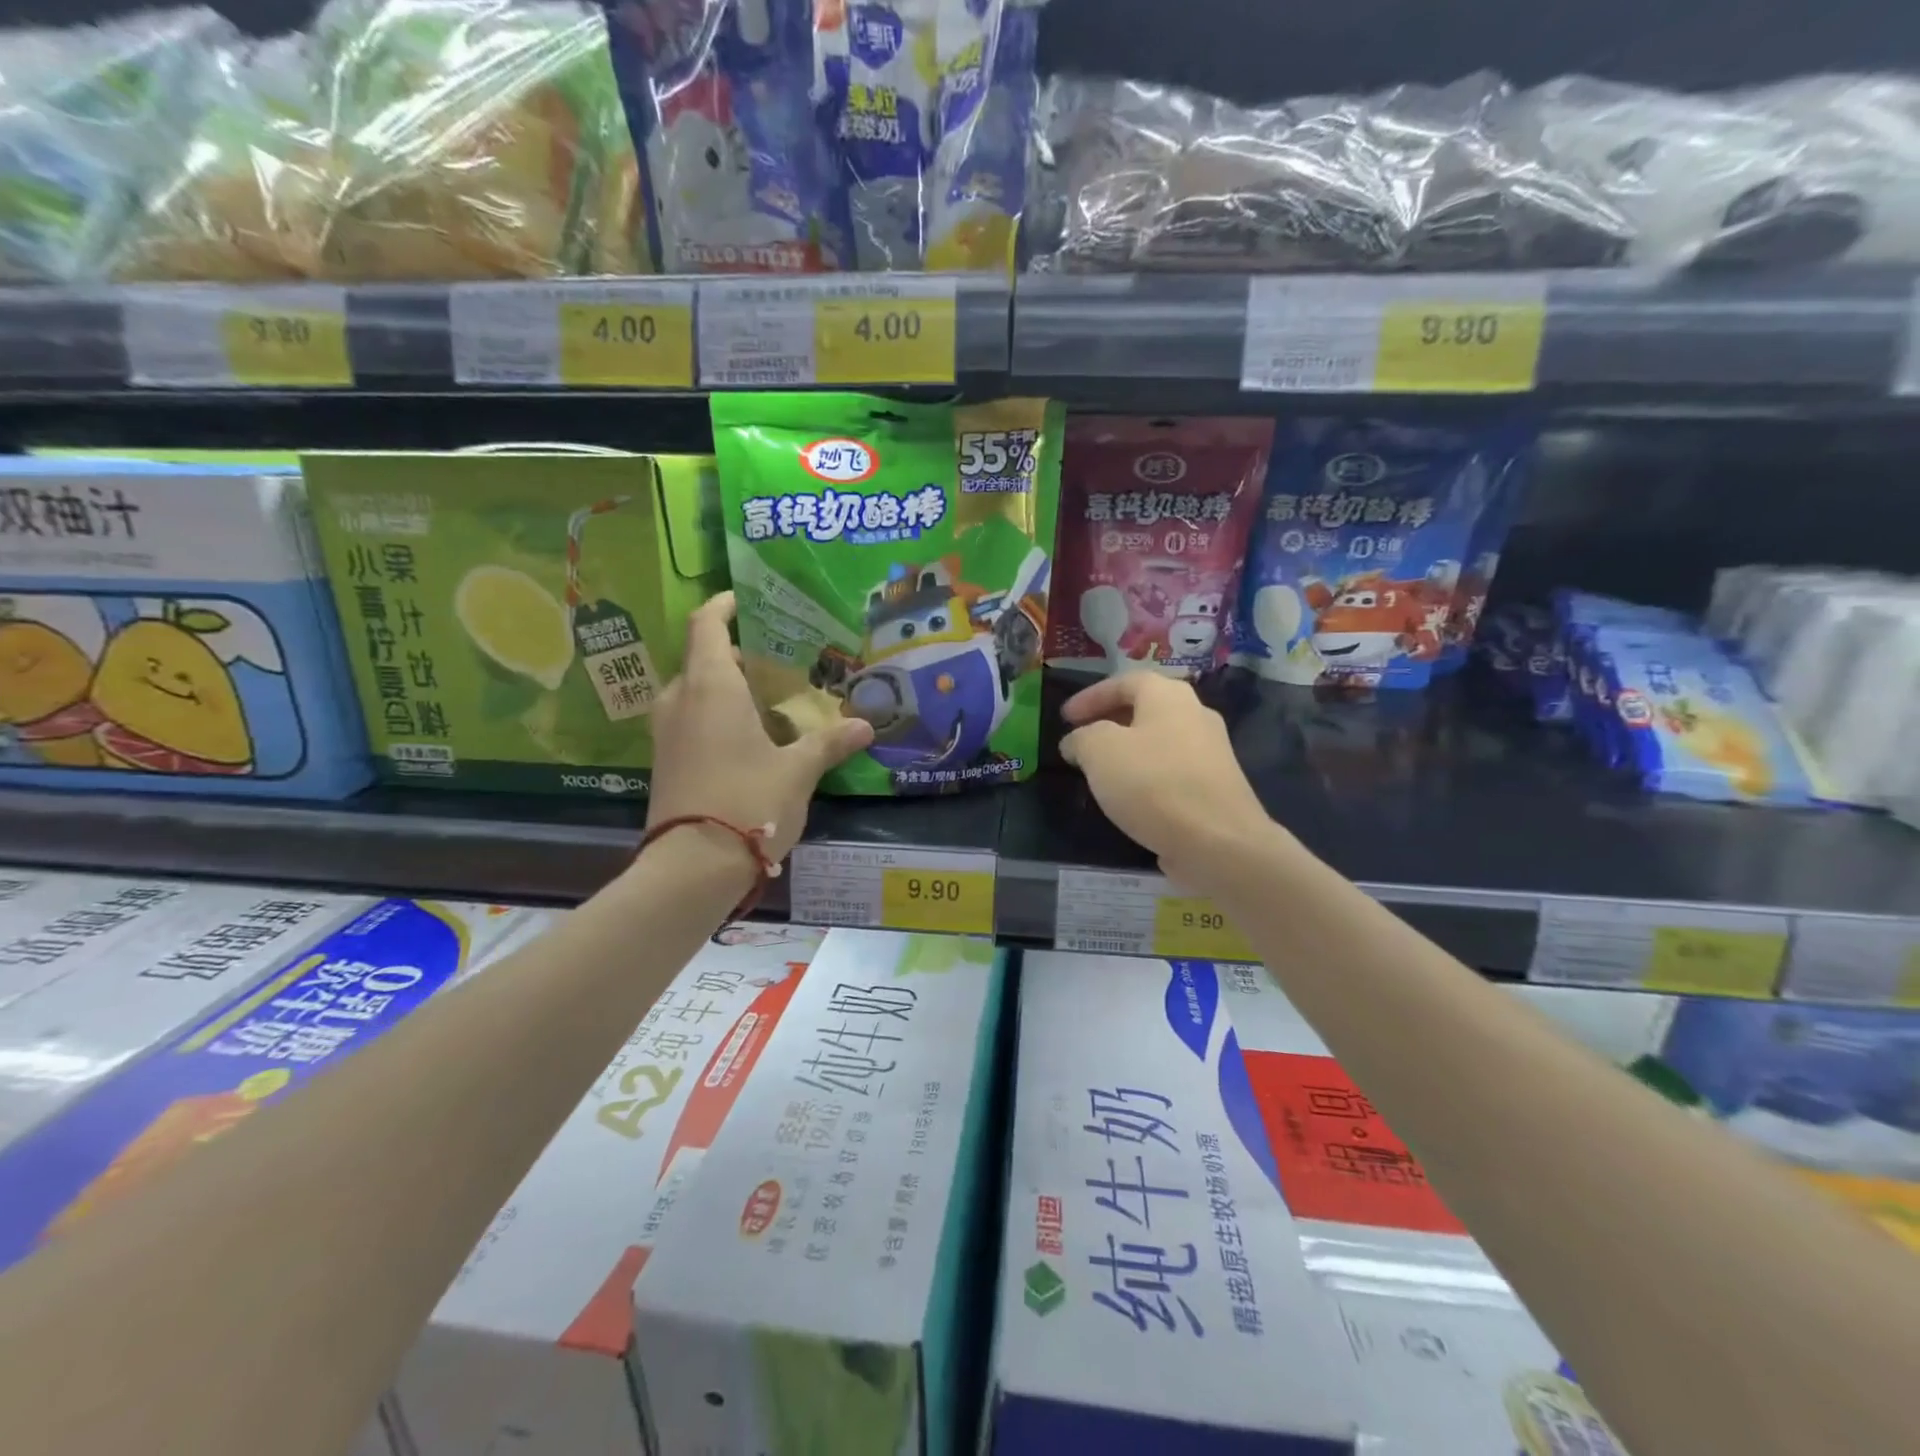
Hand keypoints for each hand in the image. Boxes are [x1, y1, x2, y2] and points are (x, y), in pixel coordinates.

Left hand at [648, 593, 873, 861]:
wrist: (691, 868)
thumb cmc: (748, 802)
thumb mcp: (798, 771)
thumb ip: (830, 743)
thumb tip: (866, 726)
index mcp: (710, 687)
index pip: (707, 626)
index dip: (723, 607)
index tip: (744, 599)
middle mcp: (680, 701)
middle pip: (700, 659)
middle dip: (731, 652)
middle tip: (771, 657)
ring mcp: (666, 734)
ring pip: (691, 691)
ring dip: (721, 686)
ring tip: (762, 695)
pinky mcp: (665, 763)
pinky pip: (688, 720)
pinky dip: (712, 714)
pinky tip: (746, 735)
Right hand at [1060, 674, 1277, 882]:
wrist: (1219, 842)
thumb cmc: (1153, 784)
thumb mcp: (1099, 751)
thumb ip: (1081, 738)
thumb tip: (1076, 742)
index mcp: (1169, 696)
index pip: (1124, 681)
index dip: (1090, 696)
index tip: (1064, 718)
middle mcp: (1195, 715)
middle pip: (1146, 709)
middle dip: (1110, 722)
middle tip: (1082, 741)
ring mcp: (1210, 753)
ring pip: (1159, 742)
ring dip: (1128, 752)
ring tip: (1100, 772)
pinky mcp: (1215, 788)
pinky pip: (1171, 772)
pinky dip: (1146, 777)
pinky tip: (1130, 799)